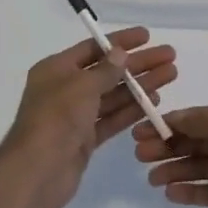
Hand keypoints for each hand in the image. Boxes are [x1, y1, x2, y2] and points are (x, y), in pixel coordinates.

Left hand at [0, 29, 177, 207]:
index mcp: (56, 69)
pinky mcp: (86, 139)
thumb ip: (105, 70)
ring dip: (141, 86)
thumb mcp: (81, 86)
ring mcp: (76, 116)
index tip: (147, 36)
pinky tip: (155, 102)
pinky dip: (132, 110)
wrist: (36, 172)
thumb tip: (120, 53)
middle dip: (138, 64)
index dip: (120, 41)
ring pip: (114, 95)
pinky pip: (112, 119)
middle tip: (169, 56)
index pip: (93, 48)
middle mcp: (66, 89)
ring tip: (170, 75)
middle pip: (108, 71)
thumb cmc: (55, 119)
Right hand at [133, 105, 207, 207]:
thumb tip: (175, 118)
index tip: (141, 130)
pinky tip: (170, 193)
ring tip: (152, 179)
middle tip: (140, 155)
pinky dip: (189, 191)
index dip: (171, 123)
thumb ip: (204, 120)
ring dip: (174, 170)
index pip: (200, 119)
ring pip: (200, 167)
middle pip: (197, 142)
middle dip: (168, 146)